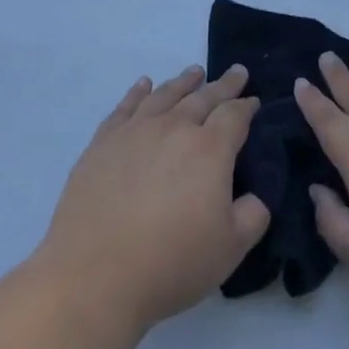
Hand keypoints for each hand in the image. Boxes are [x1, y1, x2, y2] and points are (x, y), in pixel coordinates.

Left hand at [37, 66, 270, 335]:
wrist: (95, 277)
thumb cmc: (171, 263)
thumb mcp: (231, 248)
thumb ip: (253, 214)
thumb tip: (253, 196)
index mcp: (210, 150)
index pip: (234, 115)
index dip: (247, 106)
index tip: (254, 101)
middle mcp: (174, 129)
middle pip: (203, 97)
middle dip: (223, 85)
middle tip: (236, 72)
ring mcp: (134, 132)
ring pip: (165, 95)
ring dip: (183, 82)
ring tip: (195, 72)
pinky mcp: (102, 143)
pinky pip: (125, 107)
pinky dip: (138, 92)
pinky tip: (144, 85)